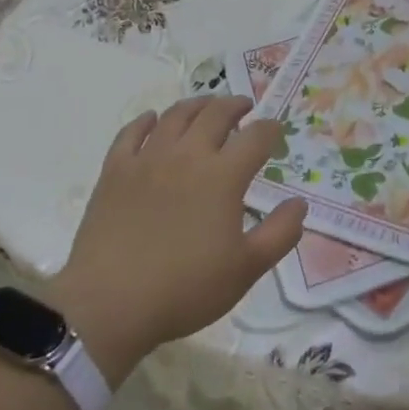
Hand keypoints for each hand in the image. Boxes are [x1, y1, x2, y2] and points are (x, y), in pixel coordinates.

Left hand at [45, 97, 305, 380]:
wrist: (109, 304)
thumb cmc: (185, 289)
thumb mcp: (246, 269)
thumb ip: (280, 233)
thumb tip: (299, 203)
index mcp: (223, 176)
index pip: (256, 137)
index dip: (270, 129)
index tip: (276, 130)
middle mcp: (188, 155)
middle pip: (216, 114)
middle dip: (235, 106)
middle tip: (244, 108)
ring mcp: (148, 159)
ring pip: (176, 116)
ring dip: (197, 105)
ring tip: (206, 107)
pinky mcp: (115, 170)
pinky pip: (131, 133)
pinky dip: (146, 121)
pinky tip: (152, 121)